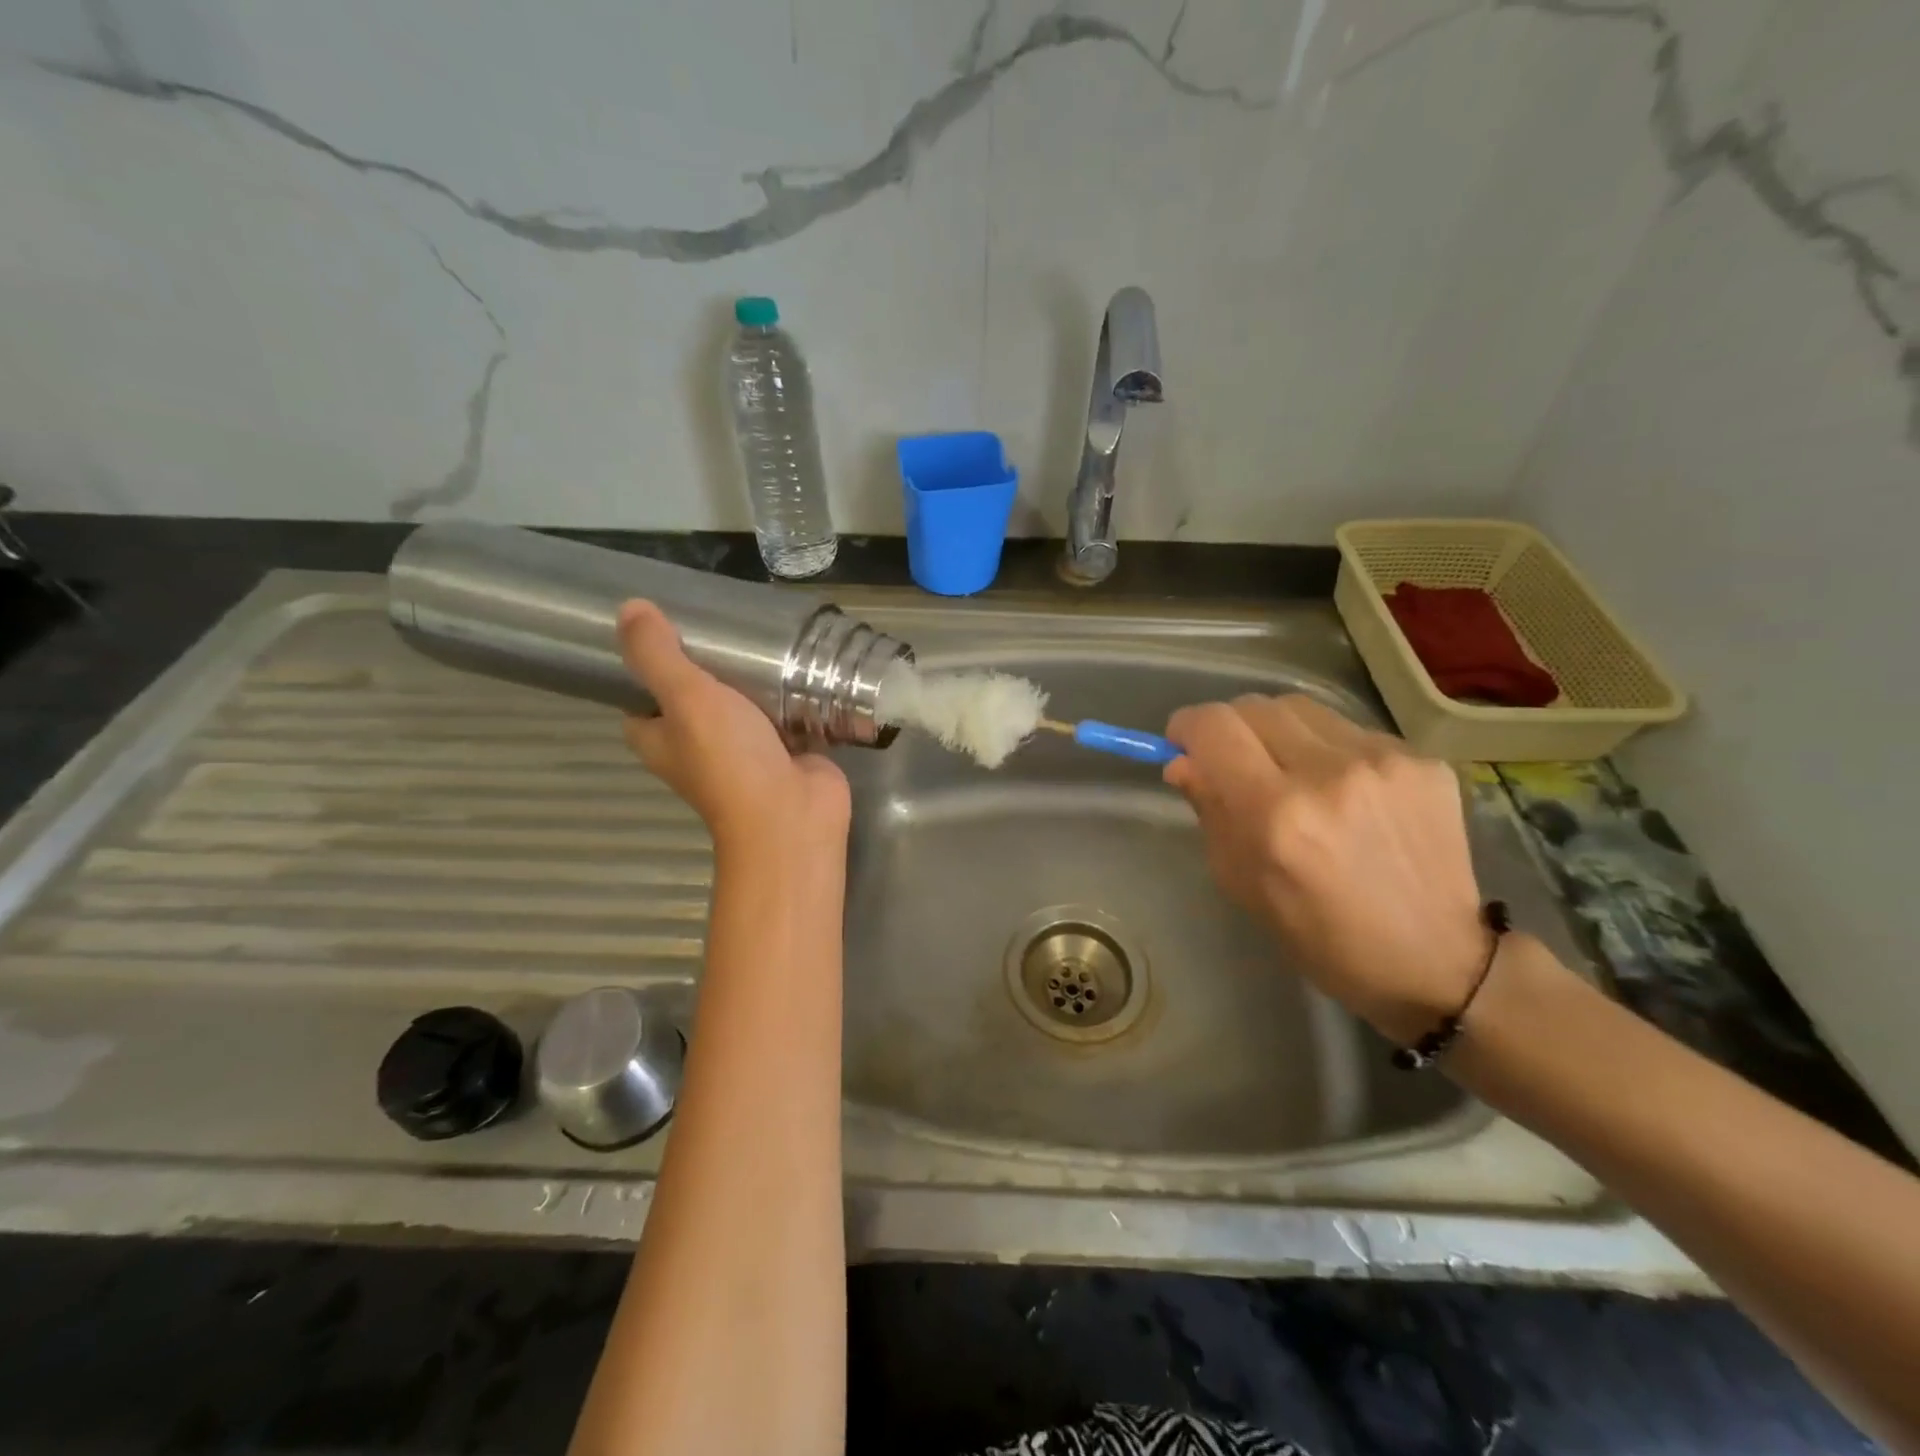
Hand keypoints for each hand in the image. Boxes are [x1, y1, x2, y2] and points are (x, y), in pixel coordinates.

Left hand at [617, 600, 849, 849]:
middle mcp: (696, 745)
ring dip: (751, 676)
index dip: (648, 663)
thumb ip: (658, 655)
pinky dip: (788, 691)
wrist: (792, 814)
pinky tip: (799, 659)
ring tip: (761, 631)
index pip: (641, 696)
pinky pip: (782, 712)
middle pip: (694, 695)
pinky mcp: (784, 749)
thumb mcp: (685, 698)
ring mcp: (744, 749)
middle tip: (724, 621)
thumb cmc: (729, 760)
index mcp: (659, 738)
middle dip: (708, 662)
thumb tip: (629, 607)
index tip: (668, 625)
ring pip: (741, 702)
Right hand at [1163, 694, 1488, 1043]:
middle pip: (1255, 705)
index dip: (1187, 727)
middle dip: (1230, 728)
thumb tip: (1182, 762)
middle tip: (1234, 761)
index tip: (1184, 745)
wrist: (1437, 961)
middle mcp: (1329, 774)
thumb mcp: (1242, 882)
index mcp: (1277, 815)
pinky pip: (1350, 731)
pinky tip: (1345, 791)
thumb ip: (1210, 811)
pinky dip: (1329, 750)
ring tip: (1291, 772)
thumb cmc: (1321, 936)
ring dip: (1279, 733)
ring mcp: (1383, 761)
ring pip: (1302, 708)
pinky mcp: (1424, 760)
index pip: (1214, 726)